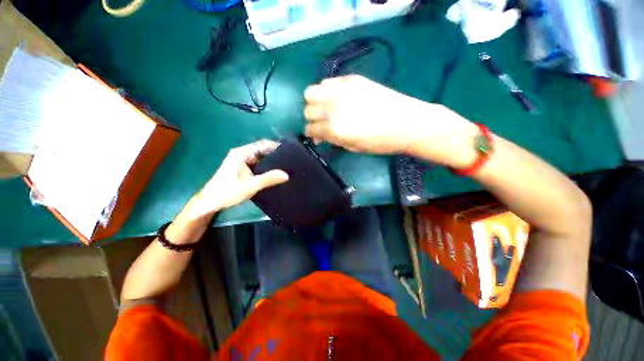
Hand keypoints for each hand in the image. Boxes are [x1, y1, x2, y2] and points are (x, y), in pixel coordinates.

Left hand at [187, 140, 288, 218]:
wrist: (210, 202)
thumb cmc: (228, 191)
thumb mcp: (251, 185)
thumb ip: (269, 179)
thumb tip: (287, 175)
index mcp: (242, 153)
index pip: (262, 144)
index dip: (276, 146)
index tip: (290, 151)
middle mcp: (242, 154)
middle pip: (262, 150)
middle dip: (275, 154)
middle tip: (290, 160)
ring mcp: (242, 161)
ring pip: (260, 158)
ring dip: (271, 162)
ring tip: (286, 166)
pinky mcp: (242, 169)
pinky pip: (258, 165)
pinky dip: (266, 167)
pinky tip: (275, 173)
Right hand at [303, 75, 429, 153]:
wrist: (406, 123)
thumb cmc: (380, 142)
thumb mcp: (352, 147)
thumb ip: (332, 139)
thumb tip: (320, 136)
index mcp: (334, 128)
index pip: (310, 128)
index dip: (311, 134)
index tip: (317, 136)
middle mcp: (332, 107)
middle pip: (308, 109)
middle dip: (313, 118)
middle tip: (323, 123)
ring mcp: (341, 90)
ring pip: (312, 92)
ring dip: (315, 102)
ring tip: (327, 108)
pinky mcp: (351, 79)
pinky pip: (328, 82)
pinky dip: (327, 91)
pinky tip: (337, 98)